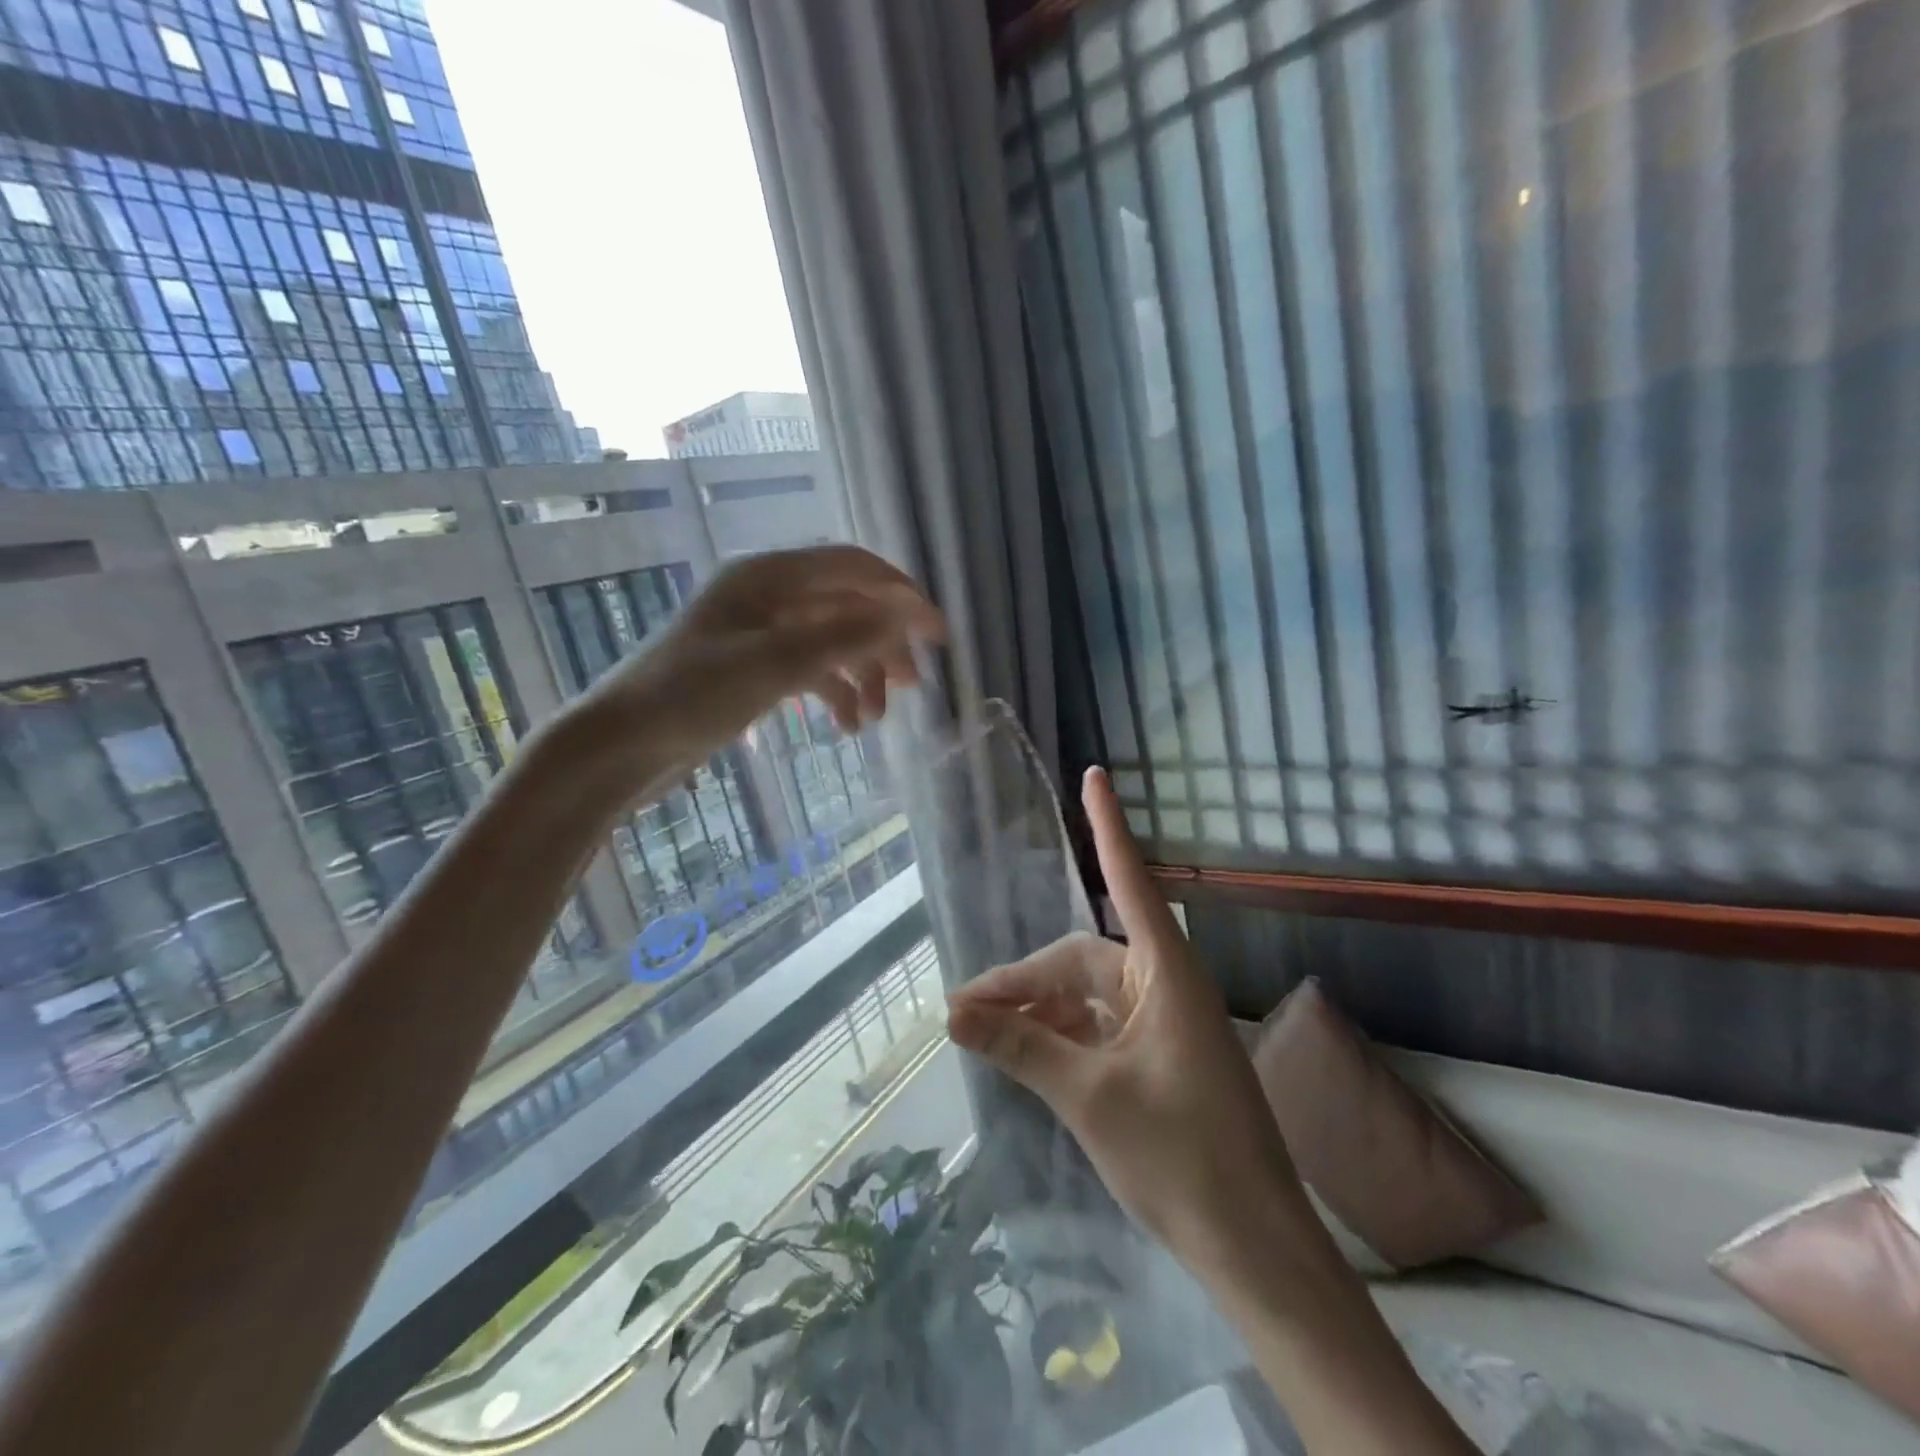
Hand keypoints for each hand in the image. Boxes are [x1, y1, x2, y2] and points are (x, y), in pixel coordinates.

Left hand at [570, 544, 944, 786]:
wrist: (622, 744)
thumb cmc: (691, 696)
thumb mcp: (775, 665)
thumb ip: (845, 637)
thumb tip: (908, 615)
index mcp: (770, 577)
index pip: (854, 568)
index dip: (901, 596)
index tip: (937, 636)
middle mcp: (768, 595)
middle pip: (847, 606)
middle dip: (884, 645)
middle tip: (914, 685)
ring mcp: (760, 632)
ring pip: (832, 641)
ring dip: (861, 676)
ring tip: (875, 720)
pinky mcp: (754, 666)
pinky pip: (810, 669)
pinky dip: (834, 693)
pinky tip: (846, 727)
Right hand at [946, 767, 1309, 1266]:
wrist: (1254, 1246)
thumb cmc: (1181, 1156)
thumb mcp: (1088, 1097)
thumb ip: (1019, 1047)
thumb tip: (952, 1012)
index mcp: (1165, 972)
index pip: (1127, 879)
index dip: (1107, 826)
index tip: (1095, 775)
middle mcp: (1163, 985)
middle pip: (1080, 961)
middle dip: (1023, 982)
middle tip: (965, 1013)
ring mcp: (1162, 1023)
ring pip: (1083, 998)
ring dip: (1036, 1013)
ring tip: (983, 1037)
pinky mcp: (1158, 1057)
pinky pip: (1096, 1029)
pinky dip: (1059, 1038)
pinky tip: (1023, 1057)